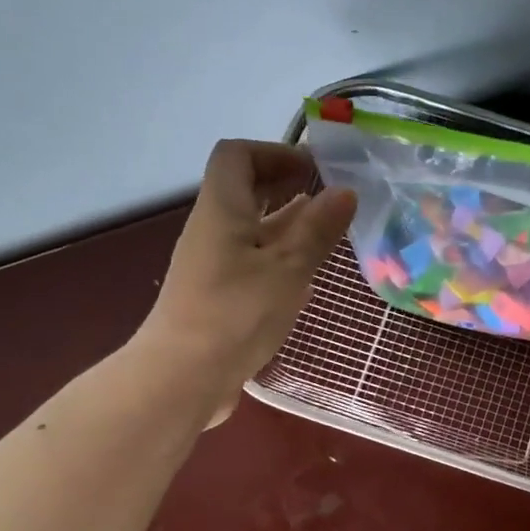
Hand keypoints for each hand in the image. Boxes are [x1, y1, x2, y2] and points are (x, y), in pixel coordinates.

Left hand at [136, 140, 356, 424]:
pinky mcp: (217, 299)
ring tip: (328, 236)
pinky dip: (278, 260)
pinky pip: (250, 263)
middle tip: (332, 201)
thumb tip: (345, 191)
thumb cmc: (237, 313)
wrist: (184, 377)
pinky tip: (305, 278)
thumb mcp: (288, 268)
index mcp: (222, 209)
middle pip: (245, 192)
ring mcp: (212, 267)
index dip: (276, 153)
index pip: (238, 155)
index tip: (316, 171)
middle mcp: (212, 231)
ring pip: (251, 231)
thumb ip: (317, 229)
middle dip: (288, 189)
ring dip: (287, 227)